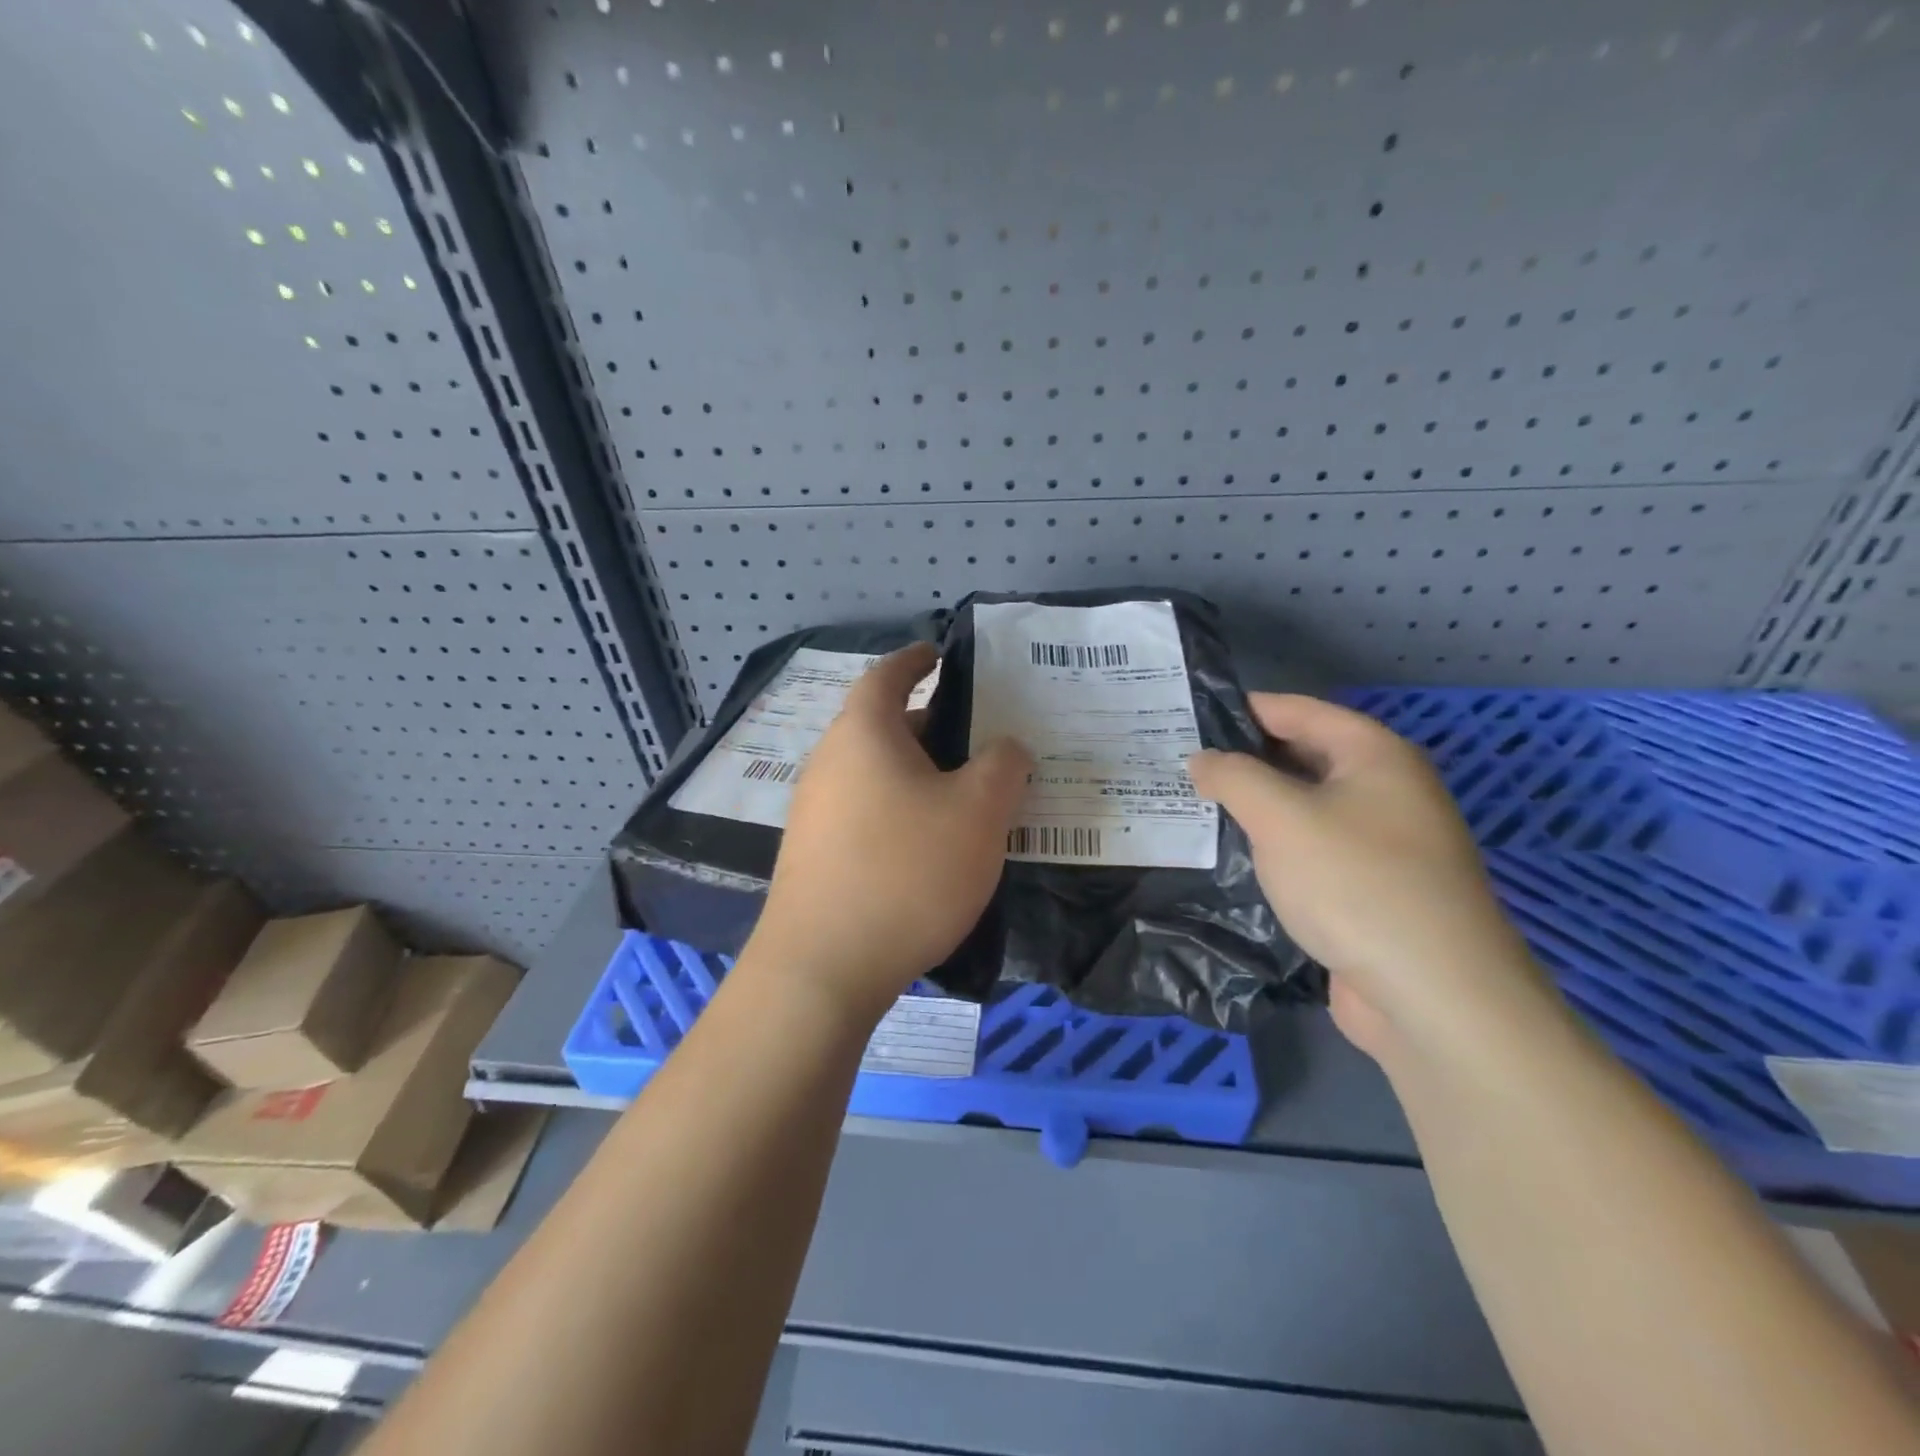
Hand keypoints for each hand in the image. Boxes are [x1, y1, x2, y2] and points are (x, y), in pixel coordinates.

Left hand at [753, 644, 1033, 1022]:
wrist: (824, 967)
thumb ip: (1002, 766)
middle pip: (881, 726)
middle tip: (975, 738)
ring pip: (873, 773)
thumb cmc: (907, 871)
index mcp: (863, 733)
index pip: (887, 675)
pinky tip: (927, 844)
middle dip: (928, 725)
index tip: (939, 654)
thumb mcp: (979, 812)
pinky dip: (897, 809)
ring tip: (962, 793)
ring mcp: (814, 811)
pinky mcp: (812, 855)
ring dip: (915, 773)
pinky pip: (863, 811)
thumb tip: (1005, 747)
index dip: (916, 659)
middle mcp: (829, 762)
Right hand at [1188, 694, 1547, 1059]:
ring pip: (1305, 808)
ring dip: (1255, 808)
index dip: (1241, 709)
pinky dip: (1275, 848)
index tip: (1186, 717)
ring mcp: (1383, 843)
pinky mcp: (1373, 889)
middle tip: (1180, 765)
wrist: (1434, 996)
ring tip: (1193, 807)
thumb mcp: (1280, 817)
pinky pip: (1313, 850)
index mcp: (1375, 755)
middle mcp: (1386, 789)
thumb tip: (1202, 759)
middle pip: (1303, 757)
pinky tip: (1232, 857)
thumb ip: (1233, 777)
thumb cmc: (1356, 883)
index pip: (1297, 711)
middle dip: (1243, 761)